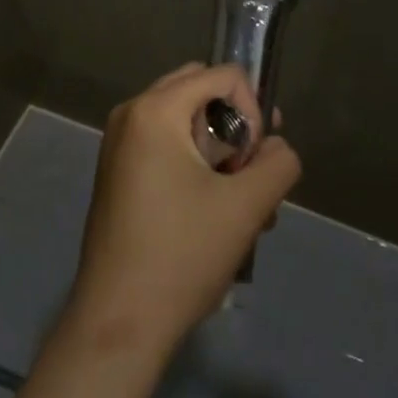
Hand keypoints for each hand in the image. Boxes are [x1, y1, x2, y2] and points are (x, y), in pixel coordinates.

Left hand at [66, 64, 301, 358]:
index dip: (253, 111)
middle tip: (253, 174)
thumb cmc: (182, 255)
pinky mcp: (118, 171)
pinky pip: (167, 145)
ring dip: (221, 153)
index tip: (254, 162)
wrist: (118, 321)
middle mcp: (131, 113)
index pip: (223, 75)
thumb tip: (277, 148)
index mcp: (155, 109)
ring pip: (186, 123)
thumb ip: (278, 164)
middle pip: (201, 93)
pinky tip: (216, 215)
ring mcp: (119, 143)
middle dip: (236, 128)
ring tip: (244, 207)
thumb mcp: (247, 207)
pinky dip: (196, 165)